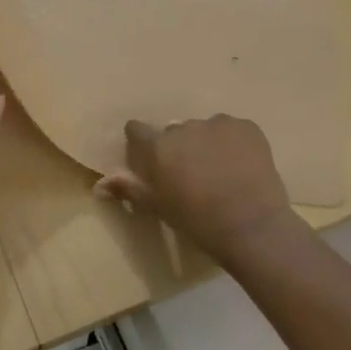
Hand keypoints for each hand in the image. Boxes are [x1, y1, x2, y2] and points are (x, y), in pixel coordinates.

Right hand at [95, 114, 298, 258]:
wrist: (251, 226)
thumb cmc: (198, 221)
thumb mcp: (159, 207)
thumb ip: (129, 188)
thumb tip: (98, 184)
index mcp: (159, 146)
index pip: (137, 130)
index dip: (141, 141)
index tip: (149, 157)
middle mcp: (184, 127)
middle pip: (175, 131)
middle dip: (179, 147)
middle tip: (193, 174)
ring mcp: (218, 123)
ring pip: (206, 129)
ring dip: (208, 143)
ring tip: (222, 171)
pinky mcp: (247, 126)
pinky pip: (233, 130)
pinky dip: (234, 143)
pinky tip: (242, 166)